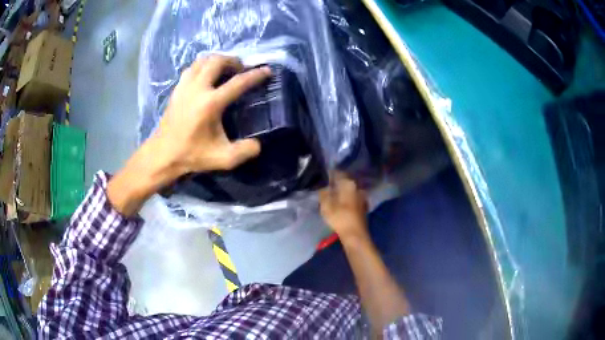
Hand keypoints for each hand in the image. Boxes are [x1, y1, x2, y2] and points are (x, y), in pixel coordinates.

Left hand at [152, 55, 270, 175]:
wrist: (163, 155)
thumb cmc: (192, 155)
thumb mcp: (223, 159)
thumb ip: (245, 151)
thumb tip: (257, 144)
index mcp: (211, 104)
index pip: (238, 82)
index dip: (255, 75)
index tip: (267, 70)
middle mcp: (198, 89)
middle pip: (217, 61)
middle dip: (232, 61)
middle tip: (240, 69)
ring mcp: (185, 86)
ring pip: (202, 60)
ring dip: (216, 61)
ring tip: (224, 70)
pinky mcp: (177, 89)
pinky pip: (191, 68)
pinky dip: (202, 66)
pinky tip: (206, 77)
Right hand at [319, 172, 368, 241]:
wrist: (355, 234)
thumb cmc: (340, 218)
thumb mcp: (326, 205)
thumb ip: (323, 193)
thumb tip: (324, 186)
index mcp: (348, 184)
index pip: (338, 173)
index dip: (329, 174)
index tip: (323, 177)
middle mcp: (358, 187)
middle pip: (345, 181)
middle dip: (337, 183)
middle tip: (327, 187)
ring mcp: (363, 197)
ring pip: (350, 190)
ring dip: (342, 192)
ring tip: (333, 196)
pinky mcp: (364, 206)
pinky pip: (353, 198)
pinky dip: (347, 199)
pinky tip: (342, 204)